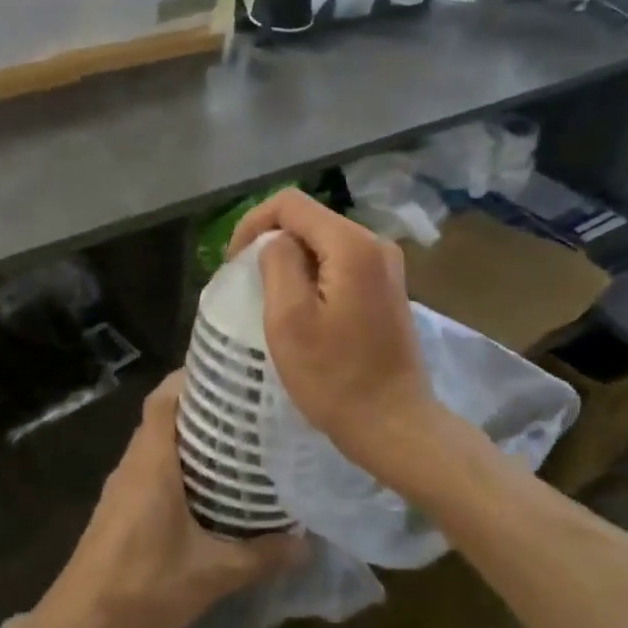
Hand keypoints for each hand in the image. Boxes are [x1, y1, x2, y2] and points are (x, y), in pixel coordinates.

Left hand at [39, 375, 304, 627]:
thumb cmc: (142, 588)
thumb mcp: (212, 574)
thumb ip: (261, 555)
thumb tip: (308, 542)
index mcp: (151, 462)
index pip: (164, 398)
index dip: (192, 377)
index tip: (231, 372)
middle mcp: (133, 464)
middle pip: (163, 415)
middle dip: (202, 405)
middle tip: (248, 406)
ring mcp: (122, 486)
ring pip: (156, 442)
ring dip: (190, 436)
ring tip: (237, 440)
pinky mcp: (120, 508)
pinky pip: (151, 467)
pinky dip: (178, 463)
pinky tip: (209, 486)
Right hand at [228, 190, 437, 481]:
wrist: (393, 423)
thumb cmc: (334, 377)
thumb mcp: (289, 319)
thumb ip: (278, 263)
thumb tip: (275, 243)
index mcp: (351, 245)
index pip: (290, 204)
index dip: (253, 223)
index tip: (234, 262)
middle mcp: (375, 244)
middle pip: (310, 220)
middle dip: (271, 241)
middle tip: (246, 282)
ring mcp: (386, 267)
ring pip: (324, 242)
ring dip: (291, 260)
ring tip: (269, 297)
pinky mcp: (387, 289)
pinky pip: (340, 264)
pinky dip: (313, 275)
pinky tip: (300, 308)